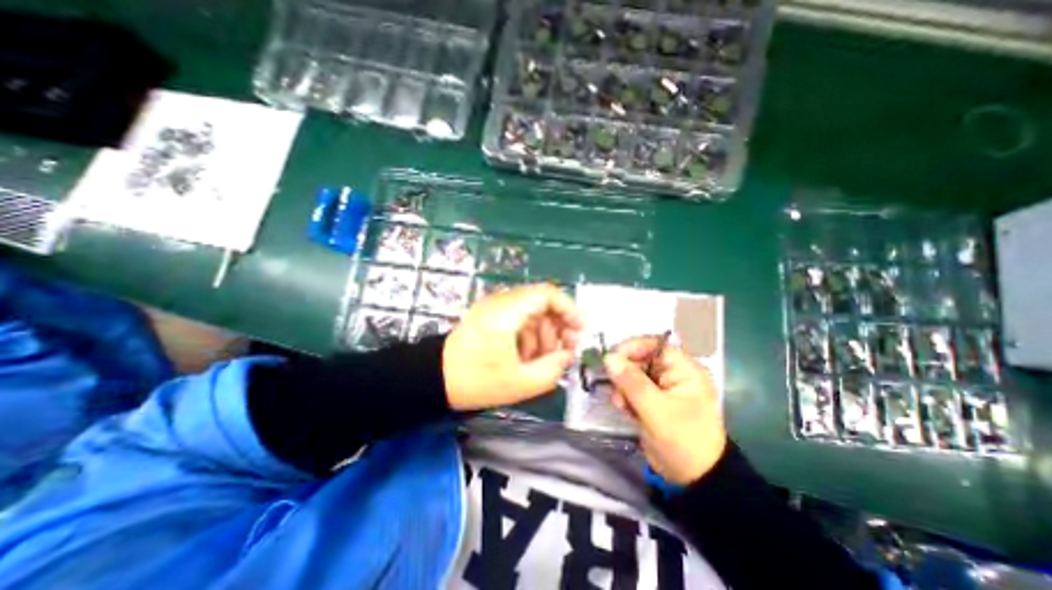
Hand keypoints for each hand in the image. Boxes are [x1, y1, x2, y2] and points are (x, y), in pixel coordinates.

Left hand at [442, 282, 584, 413]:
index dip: (569, 309)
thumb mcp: (521, 382)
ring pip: (532, 313)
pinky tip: (528, 358)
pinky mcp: (490, 317)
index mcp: (508, 311)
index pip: (547, 294)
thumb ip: (553, 368)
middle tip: (567, 350)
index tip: (581, 330)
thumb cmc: (476, 381)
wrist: (434, 380)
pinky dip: (529, 336)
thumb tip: (567, 354)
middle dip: (558, 326)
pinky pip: (519, 320)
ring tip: (545, 360)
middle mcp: (502, 302)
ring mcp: (494, 309)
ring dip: (544, 334)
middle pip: (542, 303)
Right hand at [599, 339, 722, 486]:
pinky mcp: (652, 400)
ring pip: (632, 375)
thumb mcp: (656, 410)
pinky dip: (625, 398)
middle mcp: (672, 373)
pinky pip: (631, 390)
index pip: (653, 344)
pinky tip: (627, 412)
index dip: (631, 348)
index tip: (611, 359)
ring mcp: (661, 387)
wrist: (695, 479)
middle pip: (639, 359)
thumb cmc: (683, 441)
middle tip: (617, 392)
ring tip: (623, 406)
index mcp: (683, 369)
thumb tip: (609, 357)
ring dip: (623, 389)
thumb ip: (631, 382)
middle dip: (625, 374)